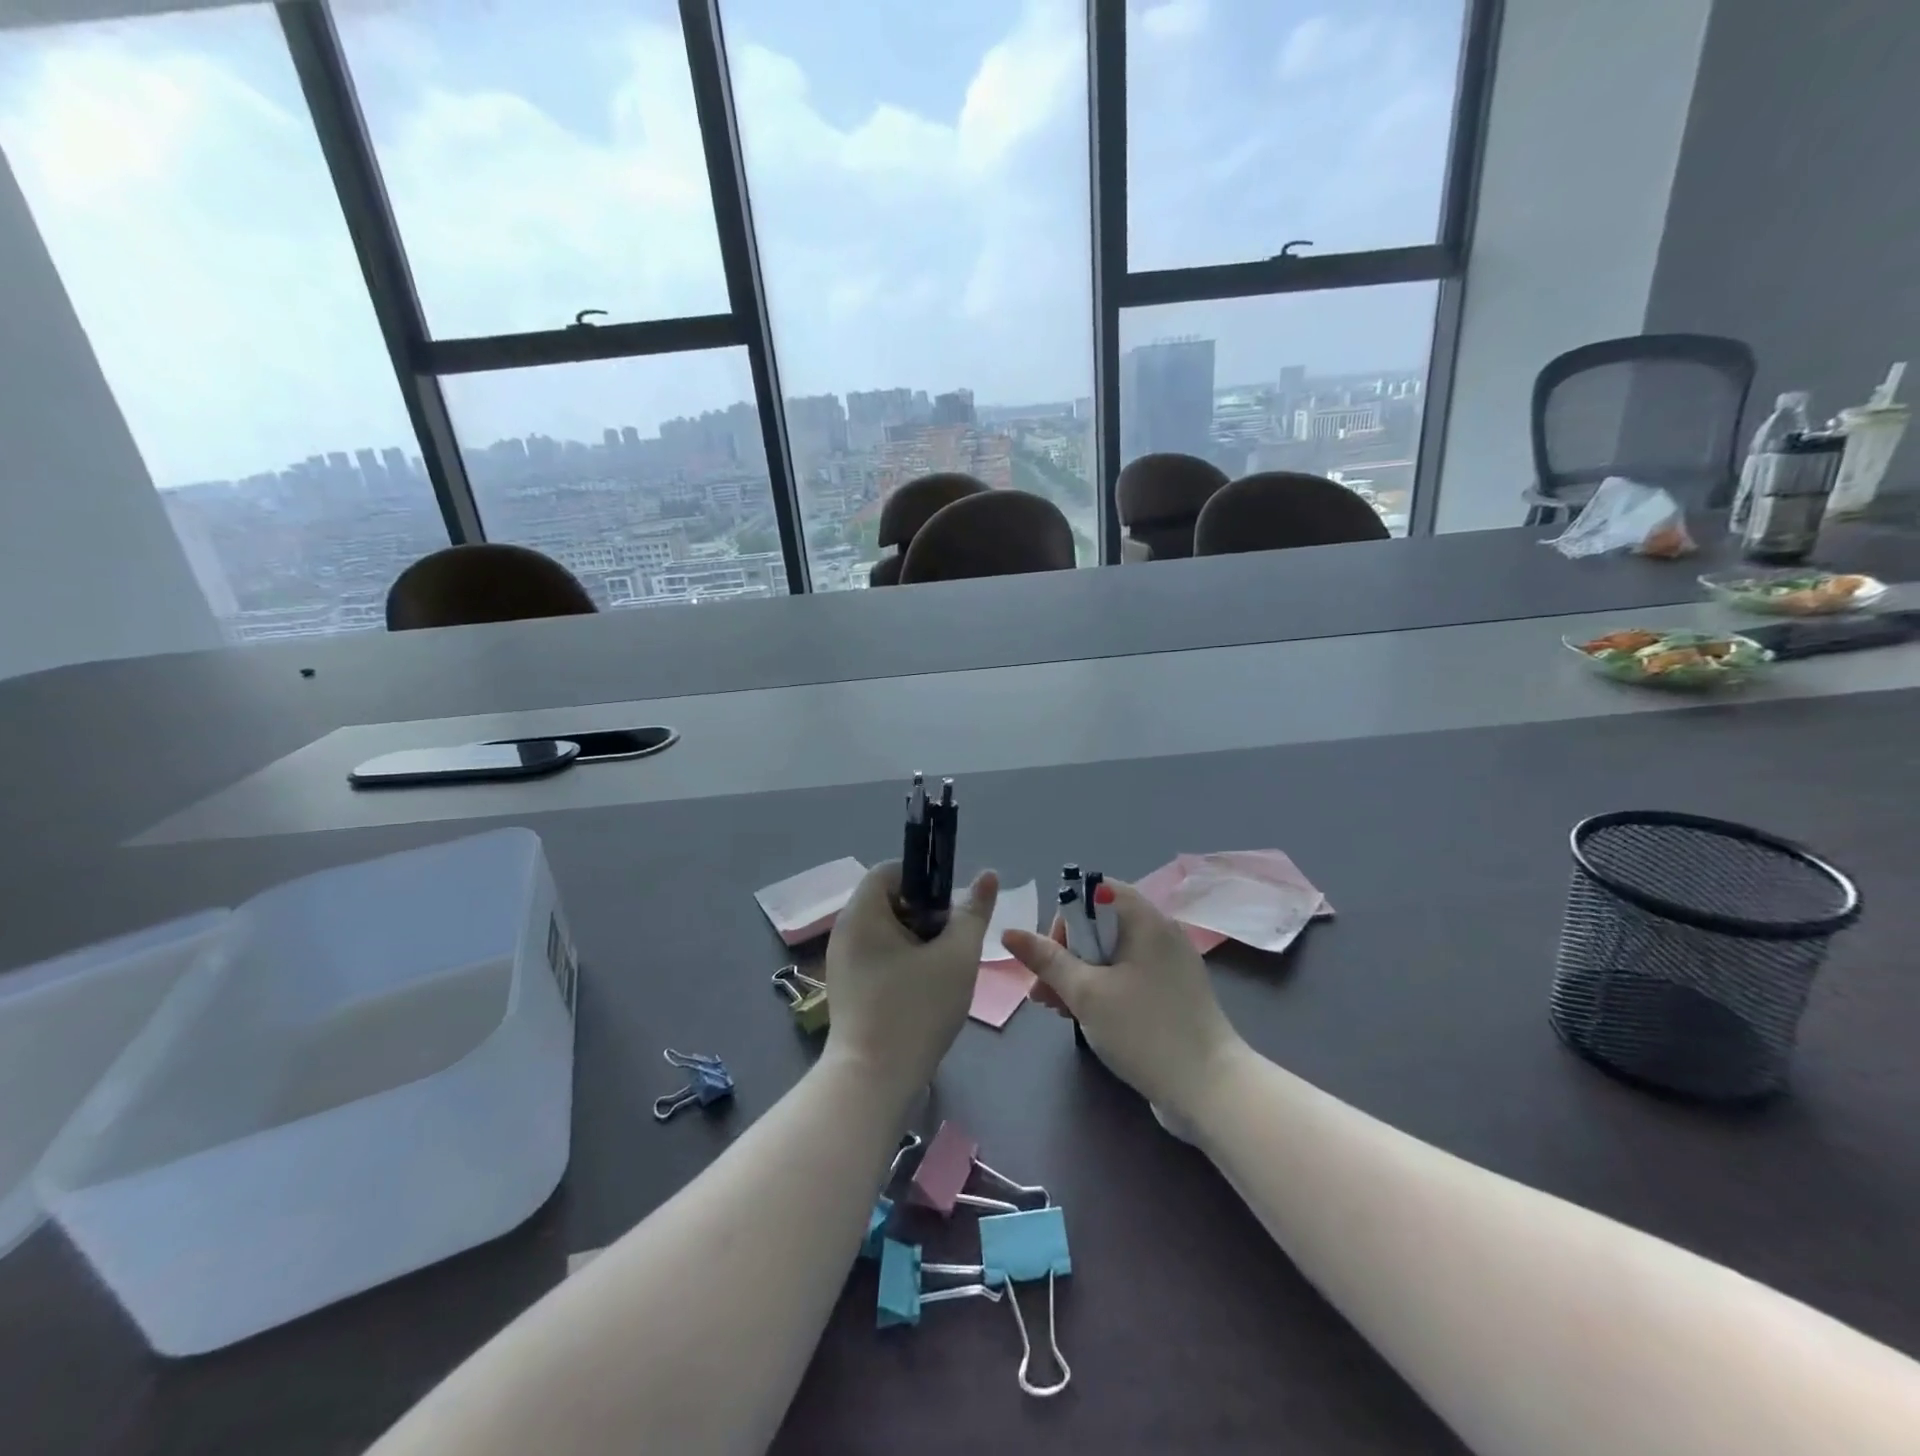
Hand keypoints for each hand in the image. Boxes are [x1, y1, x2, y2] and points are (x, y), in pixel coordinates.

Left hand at [821, 861, 998, 1103]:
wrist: (873, 1081)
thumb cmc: (916, 1010)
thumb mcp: (956, 956)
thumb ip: (973, 913)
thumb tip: (987, 875)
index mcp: (862, 912)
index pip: (891, 870)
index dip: (925, 879)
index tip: (950, 908)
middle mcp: (844, 930)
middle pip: (890, 900)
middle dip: (926, 914)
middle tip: (952, 941)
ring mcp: (842, 961)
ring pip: (886, 931)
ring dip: (918, 940)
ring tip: (943, 968)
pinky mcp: (847, 988)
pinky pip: (878, 956)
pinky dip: (903, 961)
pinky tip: (924, 989)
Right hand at [1001, 880, 1244, 1123]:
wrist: (1212, 1090)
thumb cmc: (1145, 1032)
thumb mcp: (1087, 993)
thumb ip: (1047, 960)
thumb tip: (1010, 932)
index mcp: (1146, 920)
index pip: (1095, 892)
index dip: (1066, 918)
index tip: (1053, 958)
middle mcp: (1161, 932)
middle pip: (1100, 924)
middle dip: (1066, 954)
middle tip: (1045, 994)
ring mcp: (1171, 964)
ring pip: (1112, 954)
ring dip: (1080, 975)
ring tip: (1058, 1011)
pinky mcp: (1174, 992)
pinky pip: (1130, 974)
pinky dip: (1104, 988)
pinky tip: (1086, 1018)